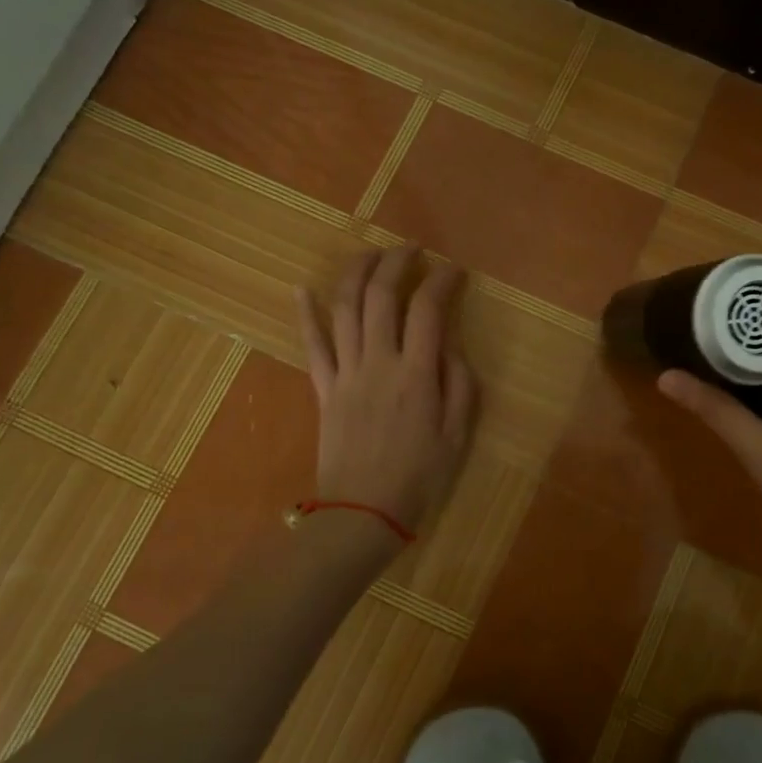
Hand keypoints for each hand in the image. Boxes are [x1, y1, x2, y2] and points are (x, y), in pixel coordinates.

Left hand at [297, 247, 478, 535]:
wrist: (362, 513)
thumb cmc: (418, 477)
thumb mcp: (457, 435)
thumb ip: (460, 384)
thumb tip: (451, 347)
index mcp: (416, 374)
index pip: (428, 309)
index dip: (441, 280)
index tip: (453, 270)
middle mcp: (378, 362)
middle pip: (381, 296)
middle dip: (396, 262)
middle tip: (412, 249)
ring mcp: (346, 373)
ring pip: (344, 309)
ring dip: (356, 273)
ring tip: (371, 254)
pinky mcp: (323, 388)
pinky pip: (311, 345)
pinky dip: (305, 313)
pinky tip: (301, 288)